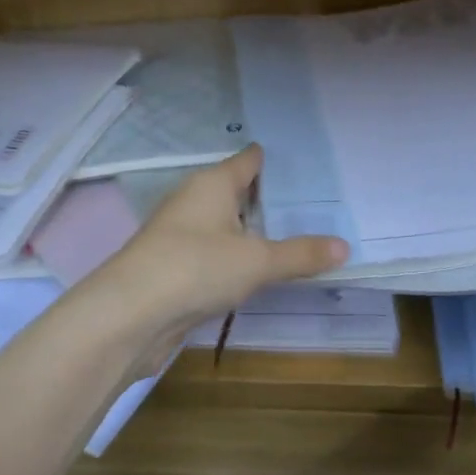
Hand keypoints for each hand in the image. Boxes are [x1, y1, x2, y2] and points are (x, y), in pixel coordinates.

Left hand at [91, 146, 347, 339]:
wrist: (130, 314)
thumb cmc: (196, 268)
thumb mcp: (257, 261)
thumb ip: (301, 254)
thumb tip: (345, 247)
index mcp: (213, 183)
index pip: (248, 160)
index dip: (275, 161)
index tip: (309, 166)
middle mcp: (194, 201)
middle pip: (237, 192)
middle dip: (271, 200)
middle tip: (317, 207)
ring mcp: (180, 234)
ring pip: (226, 225)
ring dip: (253, 232)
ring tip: (296, 238)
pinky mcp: (174, 267)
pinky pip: (215, 253)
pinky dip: (237, 258)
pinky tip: (259, 271)